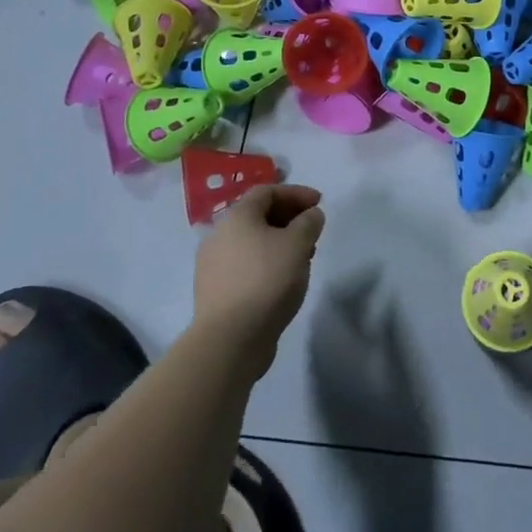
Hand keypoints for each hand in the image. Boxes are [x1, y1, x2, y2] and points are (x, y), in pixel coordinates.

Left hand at [192, 184, 325, 377]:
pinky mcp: (215, 291)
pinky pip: (245, 265)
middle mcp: (219, 235)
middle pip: (258, 216)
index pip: (267, 191)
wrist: (229, 339)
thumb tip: (311, 215)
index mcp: (237, 217)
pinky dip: (267, 263)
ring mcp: (213, 265)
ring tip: (303, 258)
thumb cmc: (266, 280)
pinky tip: (283, 280)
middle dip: (289, 218)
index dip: (296, 193)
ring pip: (252, 242)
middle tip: (313, 230)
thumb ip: (309, 222)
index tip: (319, 203)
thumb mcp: (298, 244)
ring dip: (279, 242)